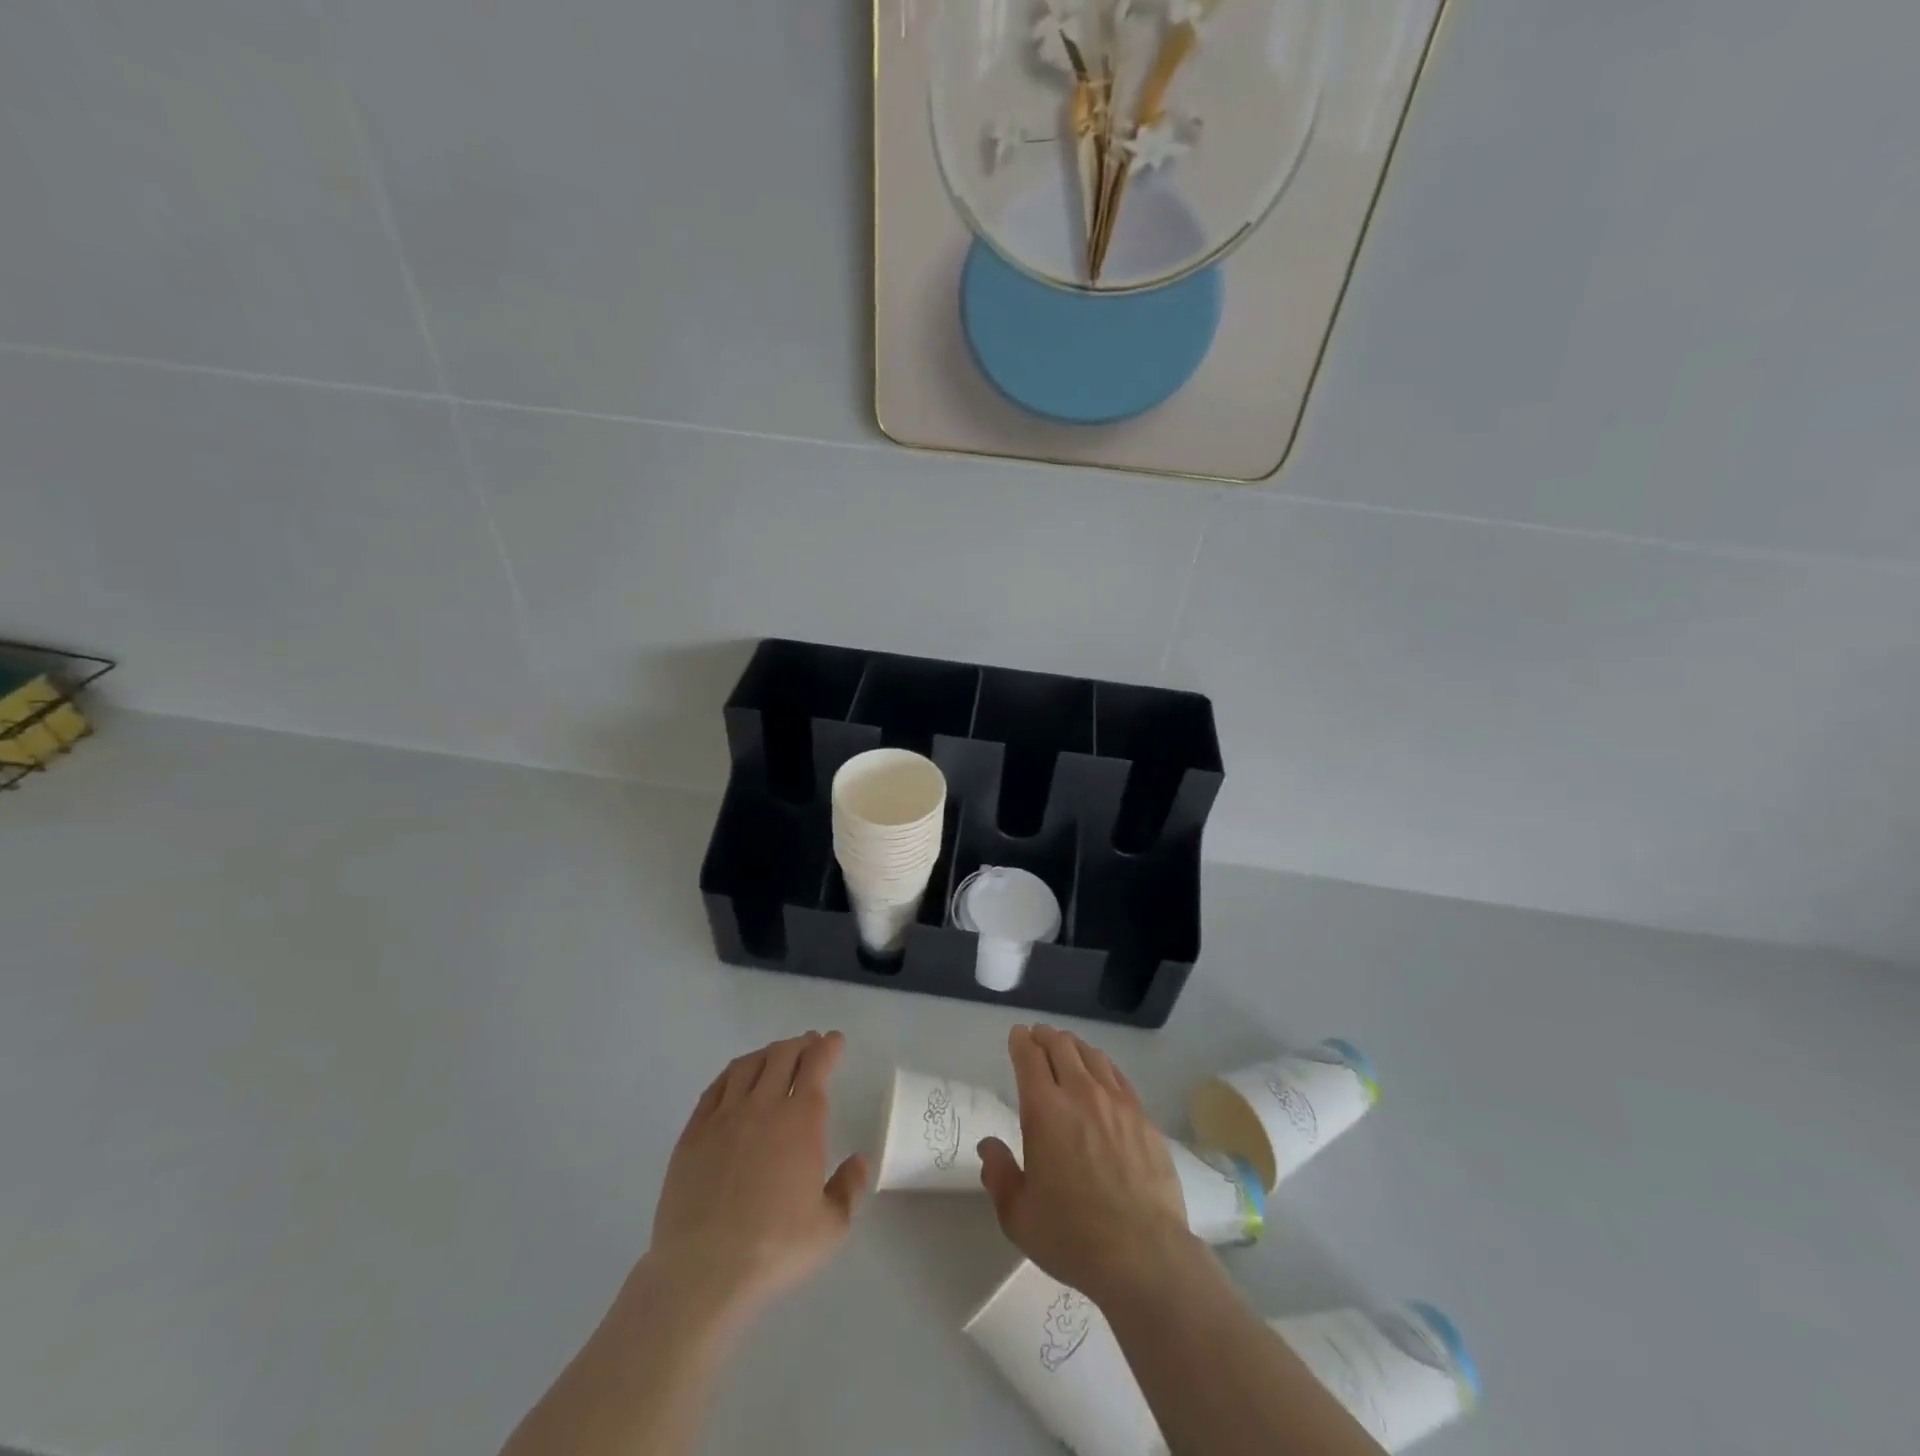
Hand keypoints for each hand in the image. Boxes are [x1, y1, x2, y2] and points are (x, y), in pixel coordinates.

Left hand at [645, 1031, 868, 1332]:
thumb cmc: (774, 1250)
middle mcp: (763, 1106)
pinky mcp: (693, 1134)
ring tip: (775, 1055)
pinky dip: (732, 1074)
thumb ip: (849, 1188)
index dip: (828, 1047)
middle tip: (809, 1044)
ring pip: (747, 1065)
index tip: (834, 1040)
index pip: (817, 1065)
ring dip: (767, 1053)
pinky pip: (715, 1088)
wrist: (703, 1273)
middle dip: (799, 1044)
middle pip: (782, 1055)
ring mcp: (724, 1117)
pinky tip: (736, 1078)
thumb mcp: (830, 1228)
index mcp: (801, 1120)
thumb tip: (859, 1161)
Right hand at [978, 1024, 1192, 1304]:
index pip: (1030, 1057)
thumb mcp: (1018, 1215)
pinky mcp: (1143, 1118)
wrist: (1143, 1254)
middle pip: (1062, 1047)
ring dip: (1075, 1046)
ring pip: (1092, 1056)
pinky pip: (1118, 1077)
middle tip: (1039, 1037)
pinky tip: (1102, 1074)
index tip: (1018, 1035)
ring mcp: (1117, 1103)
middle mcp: (1080, 1094)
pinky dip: (1103, 1066)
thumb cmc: (1072, 1236)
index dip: (1021, 1042)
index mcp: (1044, 1110)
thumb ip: (999, 1175)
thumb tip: (989, 1146)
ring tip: (1068, 1048)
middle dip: (1046, 1037)